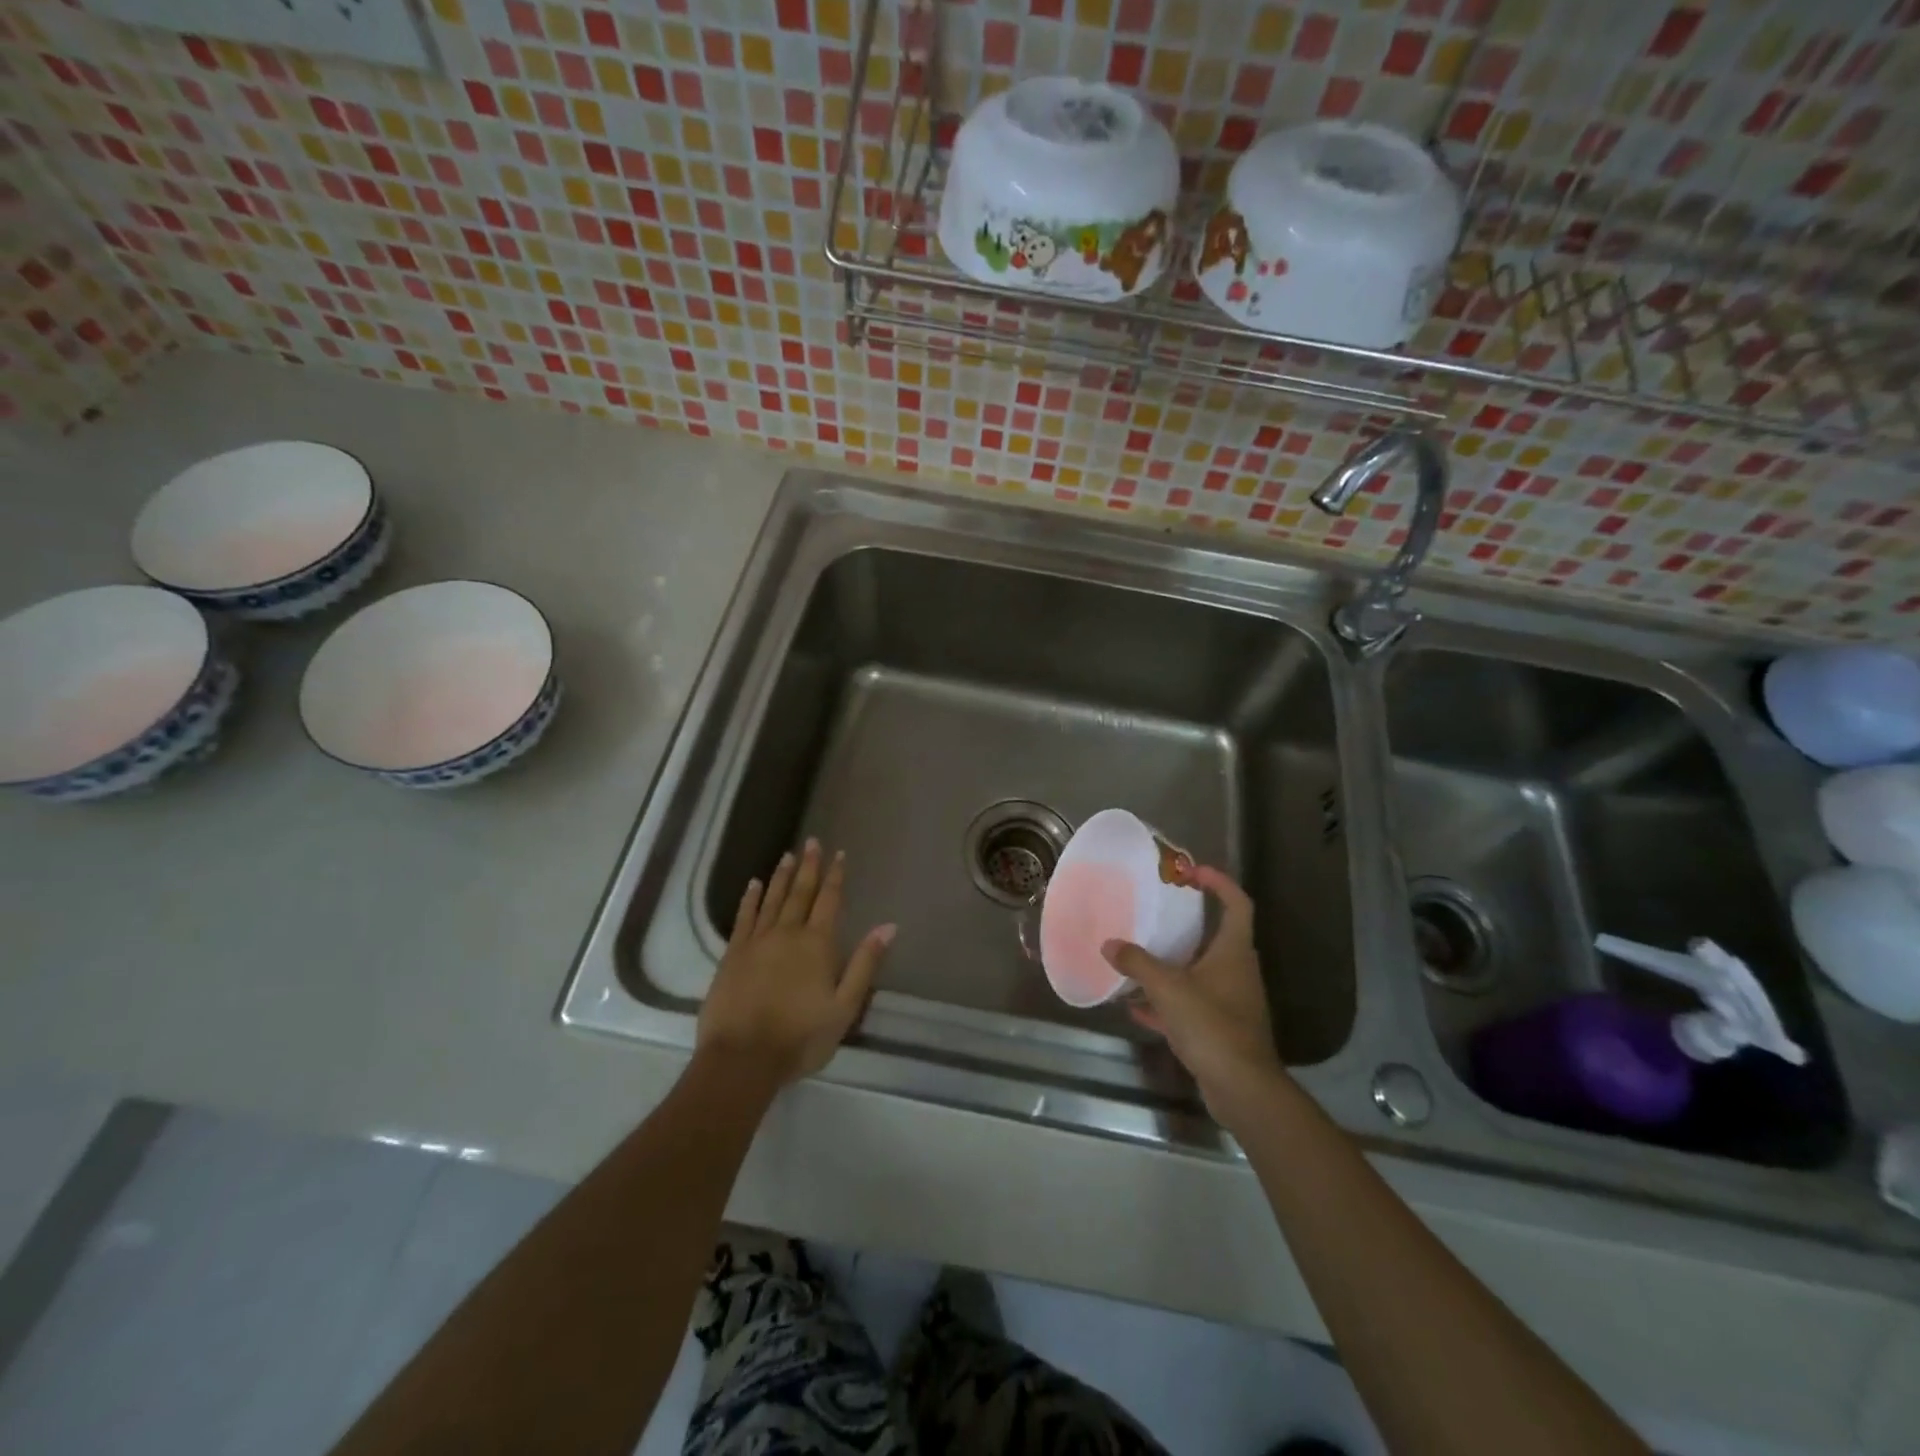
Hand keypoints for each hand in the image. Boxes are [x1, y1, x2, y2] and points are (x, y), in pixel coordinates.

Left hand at [697, 840, 894, 1087]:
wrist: (742, 1059)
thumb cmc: (800, 1037)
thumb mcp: (845, 1007)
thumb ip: (865, 963)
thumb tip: (888, 926)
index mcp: (817, 944)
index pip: (829, 901)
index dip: (835, 877)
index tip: (839, 854)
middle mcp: (787, 933)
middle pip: (800, 893)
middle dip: (809, 867)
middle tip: (812, 842)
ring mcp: (756, 942)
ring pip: (772, 899)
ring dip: (782, 876)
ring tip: (788, 855)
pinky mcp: (732, 954)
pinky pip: (744, 917)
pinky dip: (750, 899)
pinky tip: (754, 885)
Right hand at [1103, 866, 1284, 1127]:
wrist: (1242, 1088)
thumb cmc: (1211, 1024)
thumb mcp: (1167, 988)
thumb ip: (1137, 962)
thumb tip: (1109, 944)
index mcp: (1233, 951)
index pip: (1236, 903)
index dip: (1219, 882)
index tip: (1192, 871)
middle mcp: (1237, 971)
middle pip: (1216, 936)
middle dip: (1188, 923)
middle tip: (1157, 912)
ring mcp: (1231, 1001)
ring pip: (1200, 972)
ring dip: (1173, 965)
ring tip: (1139, 957)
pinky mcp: (1220, 1029)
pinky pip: (1190, 1005)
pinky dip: (1166, 1002)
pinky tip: (1137, 1007)